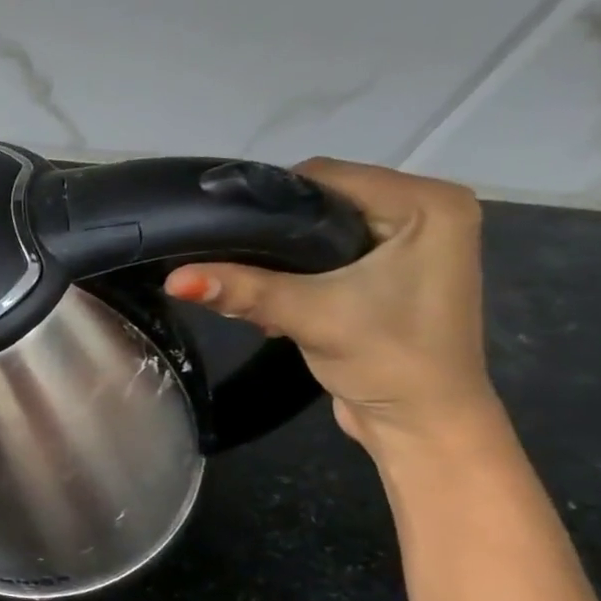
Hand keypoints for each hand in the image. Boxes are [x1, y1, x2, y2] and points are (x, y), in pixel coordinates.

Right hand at [165, 159, 501, 452]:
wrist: (421, 423)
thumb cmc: (388, 359)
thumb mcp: (310, 315)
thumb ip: (243, 290)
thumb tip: (174, 278)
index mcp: (427, 204)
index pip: (325, 177)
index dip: (267, 202)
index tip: (218, 230)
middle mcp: (423, 211)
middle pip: (319, 202)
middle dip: (270, 235)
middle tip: (229, 265)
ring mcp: (408, 242)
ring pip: (317, 229)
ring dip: (277, 258)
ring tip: (247, 288)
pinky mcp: (389, 270)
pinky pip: (326, 252)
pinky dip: (294, 272)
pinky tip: (273, 300)